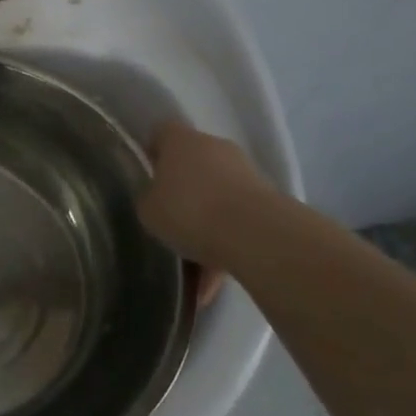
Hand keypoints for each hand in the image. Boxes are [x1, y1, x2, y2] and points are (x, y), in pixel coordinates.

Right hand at [137, 120, 277, 268]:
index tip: (147, 175)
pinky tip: (212, 282)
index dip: (153, 152)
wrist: (257, 234)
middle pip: (192, 164)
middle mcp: (214, 147)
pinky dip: (225, 247)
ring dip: (206, 224)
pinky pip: (237, 222)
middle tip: (169, 219)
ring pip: (217, 197)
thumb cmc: (189, 210)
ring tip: (192, 267)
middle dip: (182, 190)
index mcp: (180, 140)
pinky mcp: (268, 201)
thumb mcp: (148, 210)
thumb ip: (149, 199)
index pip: (161, 133)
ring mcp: (245, 173)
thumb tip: (157, 199)